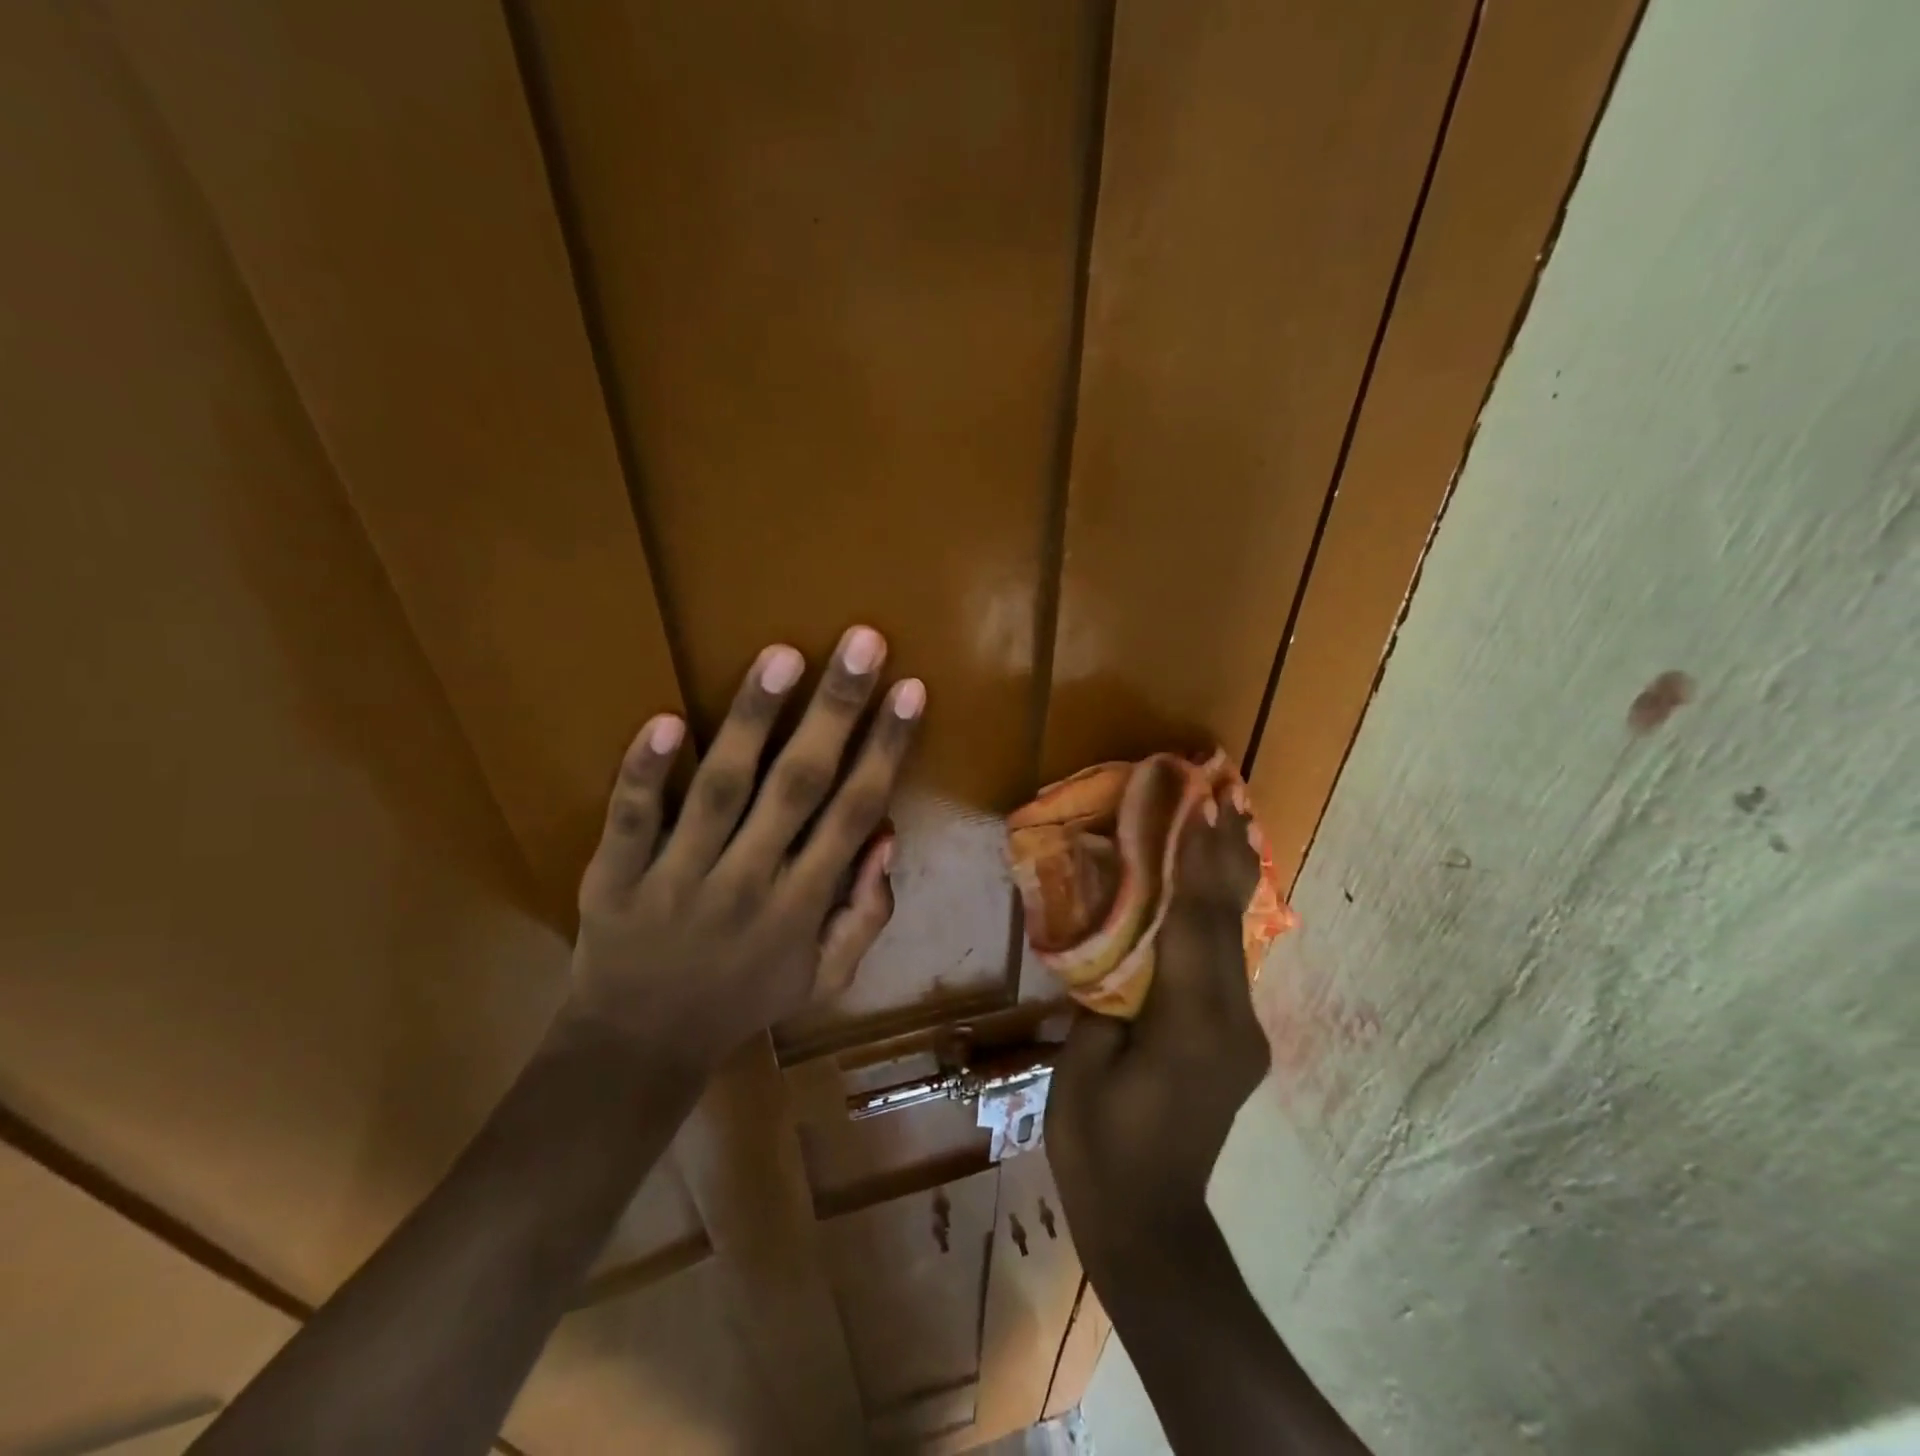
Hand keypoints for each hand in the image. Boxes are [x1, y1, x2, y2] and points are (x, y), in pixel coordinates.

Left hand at [565, 626, 922, 1073]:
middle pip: (798, 786)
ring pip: (721, 788)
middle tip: (862, 642)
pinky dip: (646, 772)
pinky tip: (666, 719)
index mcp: (802, 906)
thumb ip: (865, 913)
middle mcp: (748, 883)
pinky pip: (632, 819)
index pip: (854, 813)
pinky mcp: (617, 876)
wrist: (637, 1048)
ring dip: (753, 720)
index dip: (886, 749)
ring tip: (783, 655)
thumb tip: (888, 837)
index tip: (909, 690)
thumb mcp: (824, 979)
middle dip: (835, 711)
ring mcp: (678, 877)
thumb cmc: (743, 1002)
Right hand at [1046, 792, 1268, 1270]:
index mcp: (1188, 1026)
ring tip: (1226, 825)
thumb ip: (1105, 998)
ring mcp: (1242, 1033)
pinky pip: (1228, 963)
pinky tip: (1213, 890)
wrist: (1150, 1223)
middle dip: (1225, 856)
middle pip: (1228, 923)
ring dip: (1229, 880)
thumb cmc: (1098, 1146)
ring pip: (1237, 940)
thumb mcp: (1083, 1065)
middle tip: (1223, 795)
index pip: (1193, 925)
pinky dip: (1220, 917)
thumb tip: (1115, 947)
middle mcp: (1231, 1022)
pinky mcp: (1237, 1041)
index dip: (1195, 862)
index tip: (1199, 807)